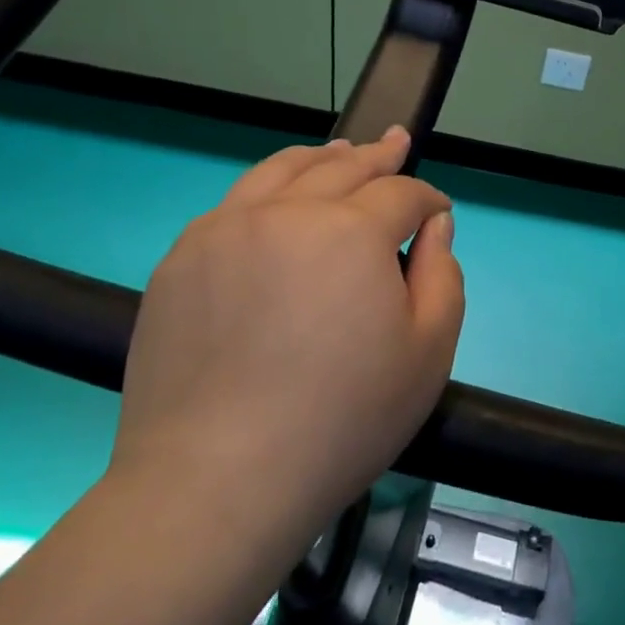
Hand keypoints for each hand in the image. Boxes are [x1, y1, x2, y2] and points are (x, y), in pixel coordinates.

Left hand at [113, 128, 464, 529]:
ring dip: (320, 157)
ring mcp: (224, 230)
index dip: (427, 198)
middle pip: (341, 166)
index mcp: (350, 232)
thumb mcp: (428, 354)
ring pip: (281, 170)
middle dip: (378, 155)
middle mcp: (285, 212)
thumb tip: (433, 223)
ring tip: (339, 151)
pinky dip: (269, 188)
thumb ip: (442, 275)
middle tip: (395, 143)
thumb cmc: (342, 422)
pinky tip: (277, 201)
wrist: (216, 481)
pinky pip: (234, 202)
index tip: (438, 210)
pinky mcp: (181, 259)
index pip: (401, 193)